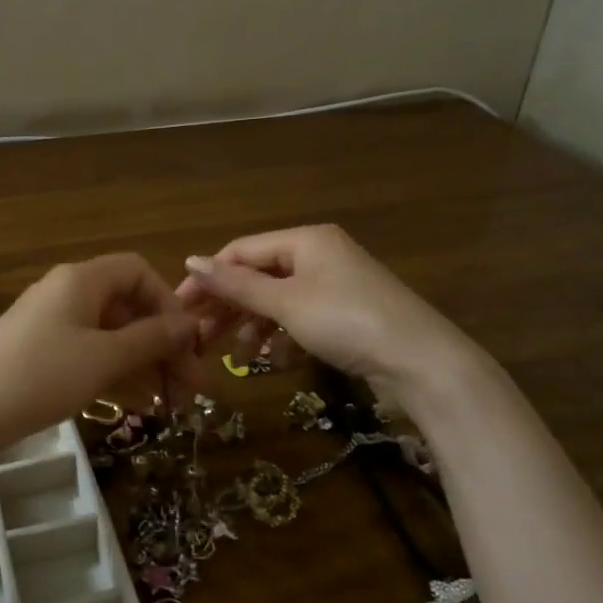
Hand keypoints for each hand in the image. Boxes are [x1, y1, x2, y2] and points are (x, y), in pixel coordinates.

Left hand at [0, 254, 206, 443]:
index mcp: (83, 280)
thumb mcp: (104, 358)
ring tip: (173, 404)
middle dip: (164, 345)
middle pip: (129, 308)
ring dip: (145, 365)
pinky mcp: (43, 355)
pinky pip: (91, 355)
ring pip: (112, 336)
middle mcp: (69, 294)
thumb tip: (189, 324)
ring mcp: (54, 325)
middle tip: (193, 388)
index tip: (187, 343)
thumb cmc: (41, 376)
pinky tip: (140, 405)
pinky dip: (117, 375)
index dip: (168, 303)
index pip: (138, 272)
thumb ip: (151, 339)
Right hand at [176, 224, 482, 393]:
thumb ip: (237, 285)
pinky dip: (283, 337)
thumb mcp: (286, 303)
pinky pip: (301, 318)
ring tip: (235, 357)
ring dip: (253, 327)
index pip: (241, 251)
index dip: (208, 278)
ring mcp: (334, 285)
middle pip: (258, 276)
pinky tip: (273, 361)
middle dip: (228, 307)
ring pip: (278, 301)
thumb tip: (191, 261)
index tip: (180, 307)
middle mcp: (318, 255)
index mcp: (304, 240)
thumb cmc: (347, 321)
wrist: (422, 361)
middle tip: (199, 337)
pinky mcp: (346, 313)